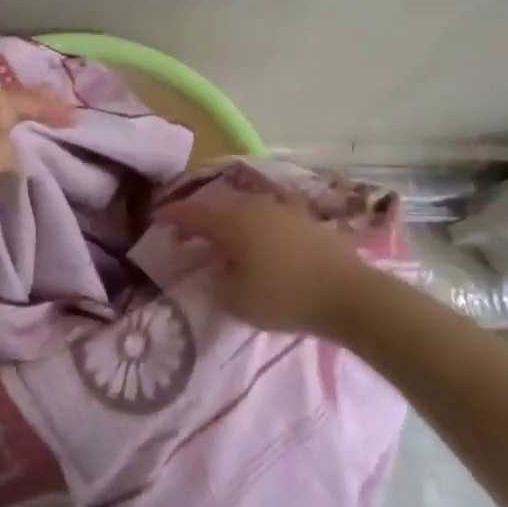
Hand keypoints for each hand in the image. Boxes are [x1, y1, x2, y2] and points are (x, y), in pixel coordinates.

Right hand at [164, 192, 375, 338]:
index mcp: (231, 222)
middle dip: (201, 221)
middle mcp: (254, 206)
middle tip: (189, 237)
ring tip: (226, 241)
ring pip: (246, 210)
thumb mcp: (236, 300)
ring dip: (231, 223)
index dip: (171, 216)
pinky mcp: (307, 219)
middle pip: (219, 209)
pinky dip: (258, 227)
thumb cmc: (285, 297)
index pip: (191, 214)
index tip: (156, 217)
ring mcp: (283, 209)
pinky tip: (262, 241)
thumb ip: (217, 281)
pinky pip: (271, 218)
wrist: (350, 295)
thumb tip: (217, 269)